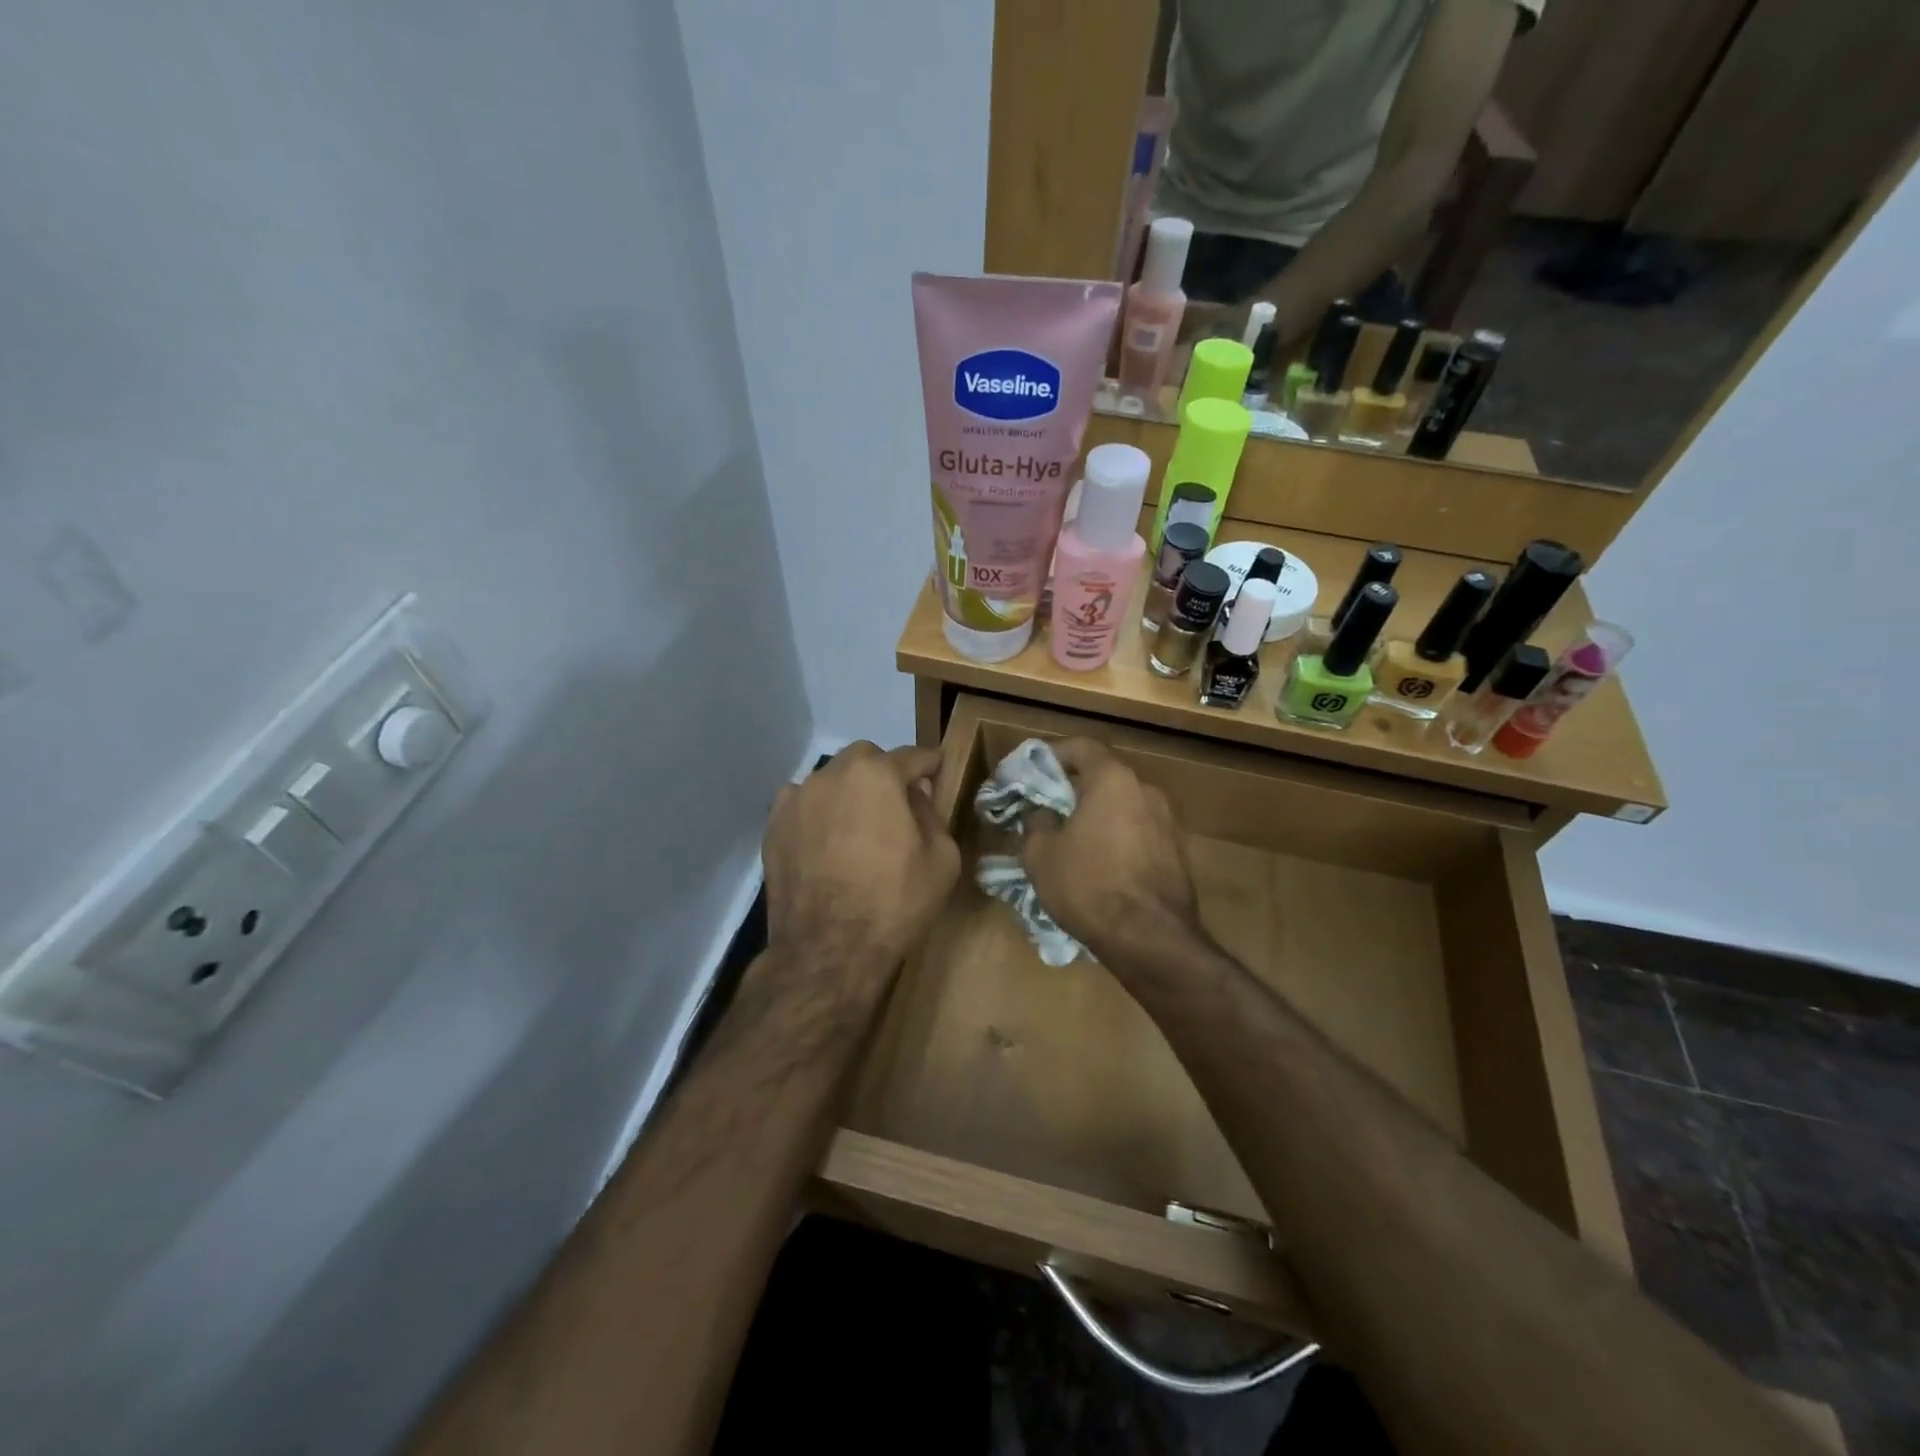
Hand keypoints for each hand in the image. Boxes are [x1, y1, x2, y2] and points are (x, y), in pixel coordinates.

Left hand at [764, 743, 960, 975]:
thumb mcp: (942, 858)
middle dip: (884, 772)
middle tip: (897, 803)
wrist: (829, 951)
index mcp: (876, 775)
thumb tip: (914, 796)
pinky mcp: (773, 828)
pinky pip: (802, 806)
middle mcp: (830, 775)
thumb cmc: (895, 902)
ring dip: (848, 792)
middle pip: (865, 759)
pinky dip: (818, 813)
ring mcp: (795, 800)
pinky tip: (826, 842)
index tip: (937, 769)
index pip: (911, 756)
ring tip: (858, 826)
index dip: (929, 764)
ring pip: (829, 780)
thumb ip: (931, 814)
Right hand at [1019, 739, 1202, 971]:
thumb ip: (1036, 821)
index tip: (1032, 770)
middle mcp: (1146, 789)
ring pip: (1123, 805)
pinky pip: (1139, 831)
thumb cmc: (1088, 886)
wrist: (1150, 938)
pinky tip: (1099, 862)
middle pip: (1104, 775)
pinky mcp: (1178, 851)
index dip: (1053, 754)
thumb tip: (1040, 812)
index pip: (1081, 747)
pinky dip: (1117, 836)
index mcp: (1112, 779)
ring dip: (1098, 814)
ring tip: (1072, 838)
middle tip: (1047, 807)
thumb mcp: (1041, 854)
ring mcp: (1168, 820)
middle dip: (1074, 788)